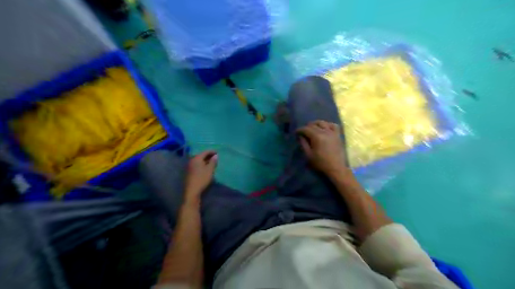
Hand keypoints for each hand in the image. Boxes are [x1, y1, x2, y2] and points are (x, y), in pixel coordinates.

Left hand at [186, 151, 215, 202]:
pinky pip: (196, 165)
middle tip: (215, 158)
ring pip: (198, 161)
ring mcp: (189, 166)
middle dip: (208, 156)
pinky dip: (202, 164)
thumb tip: (215, 156)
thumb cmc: (202, 179)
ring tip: (211, 163)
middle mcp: (192, 160)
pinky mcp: (189, 172)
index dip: (212, 151)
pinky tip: (205, 168)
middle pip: (201, 156)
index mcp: (197, 158)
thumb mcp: (210, 170)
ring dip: (205, 161)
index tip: (217, 152)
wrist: (192, 190)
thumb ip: (213, 162)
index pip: (205, 152)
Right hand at [296, 119, 347, 175]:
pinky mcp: (338, 135)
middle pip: (314, 125)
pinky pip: (333, 125)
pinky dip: (328, 124)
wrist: (336, 168)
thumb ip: (303, 144)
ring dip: (316, 124)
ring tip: (313, 128)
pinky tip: (325, 128)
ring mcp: (332, 132)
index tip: (296, 133)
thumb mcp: (308, 155)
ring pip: (323, 123)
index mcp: (317, 137)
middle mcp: (325, 132)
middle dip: (307, 127)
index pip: (306, 129)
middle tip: (303, 132)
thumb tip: (301, 136)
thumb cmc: (321, 163)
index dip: (300, 130)